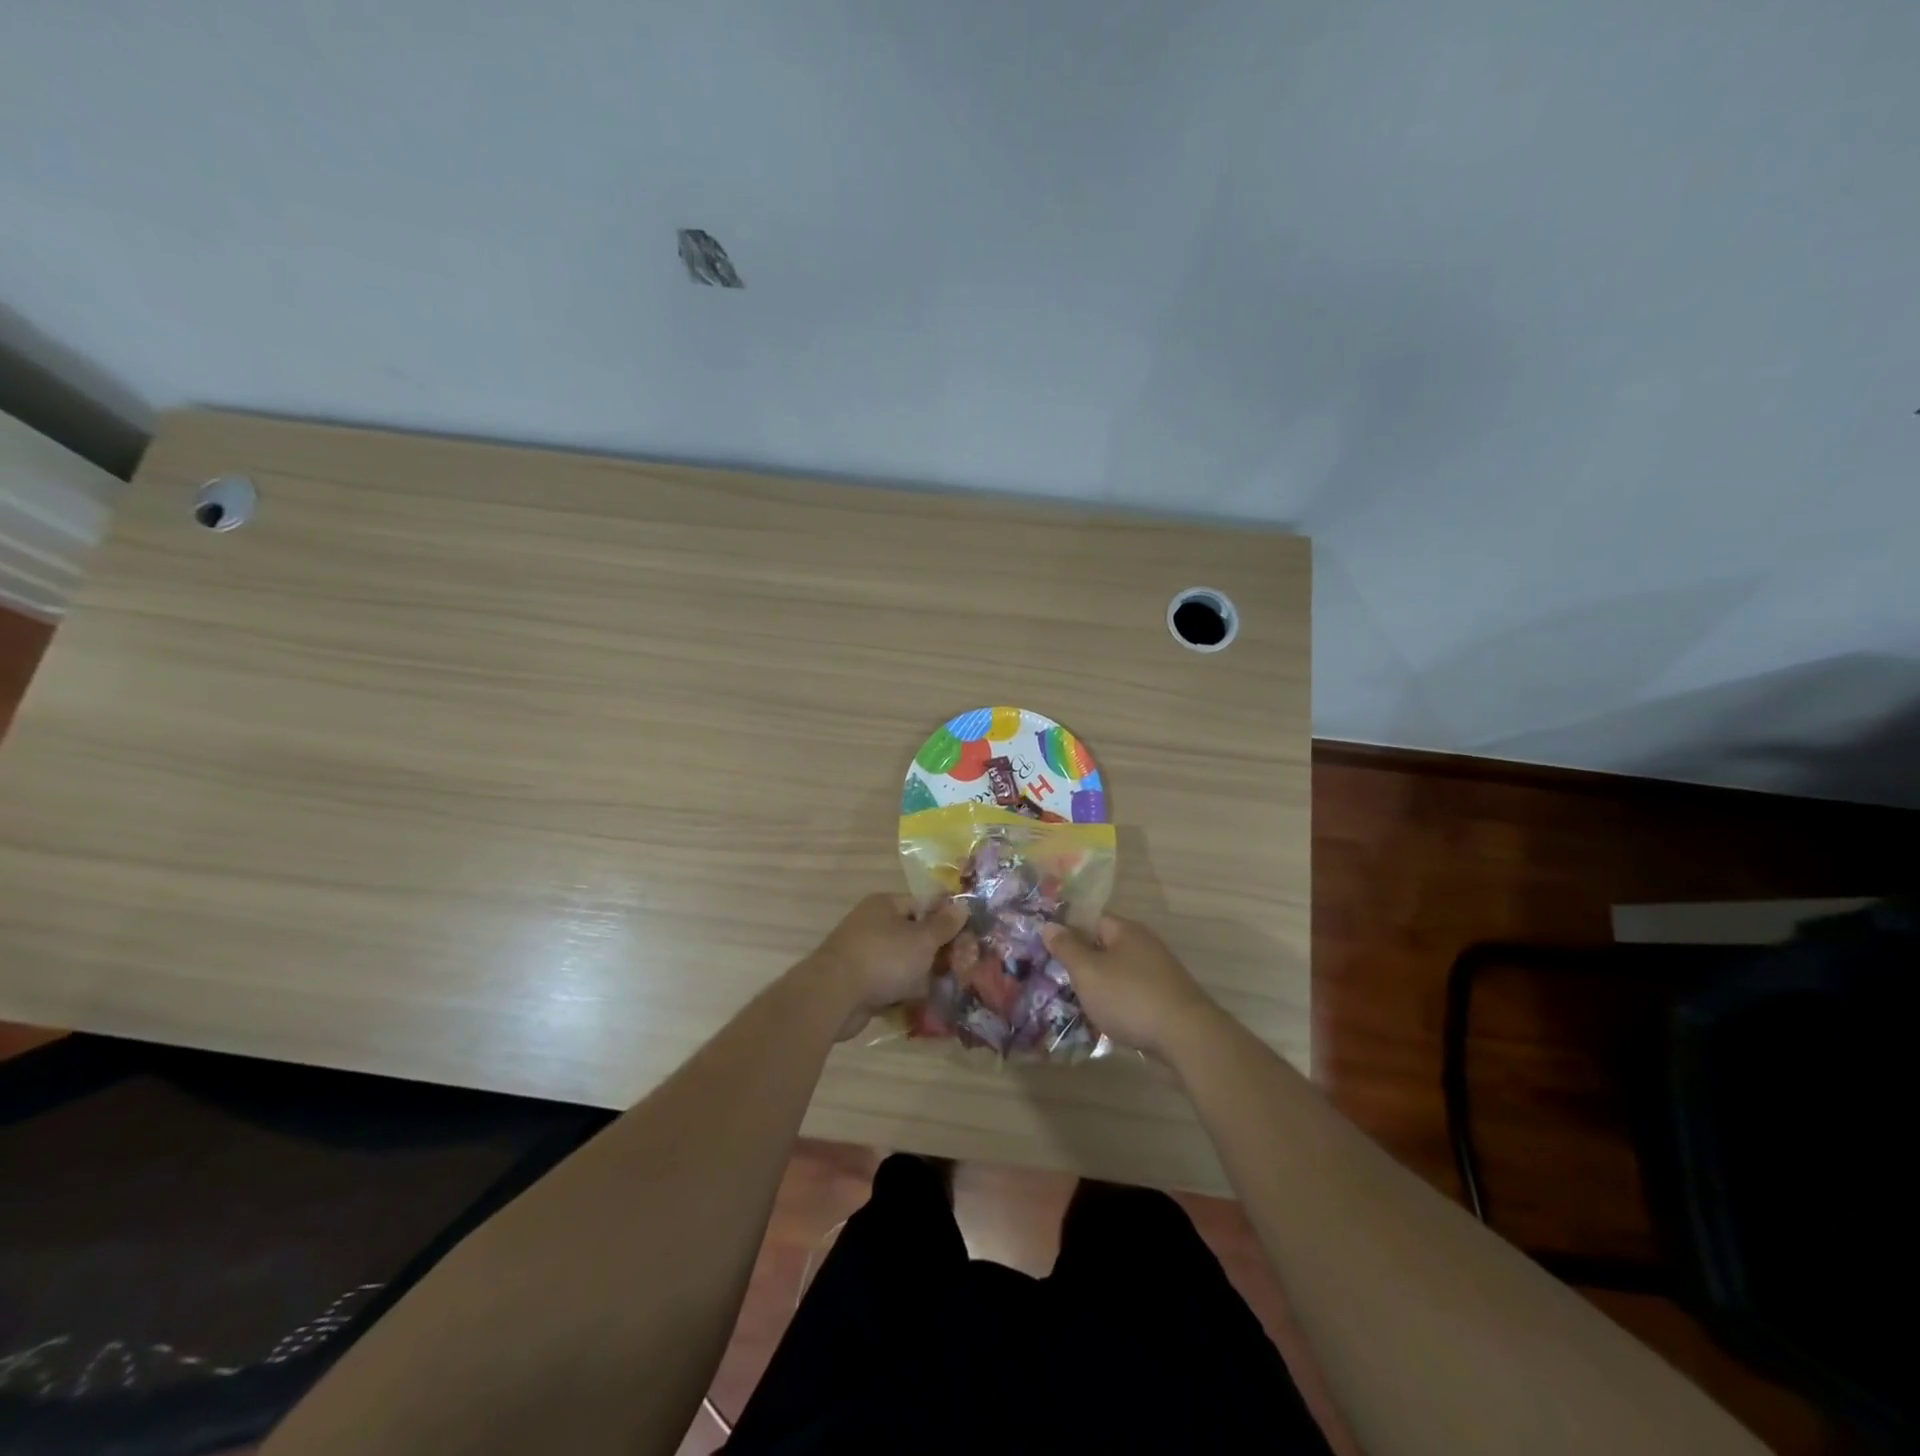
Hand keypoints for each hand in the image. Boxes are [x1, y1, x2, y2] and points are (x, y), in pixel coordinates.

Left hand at [809, 894, 966, 1037]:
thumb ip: (943, 925)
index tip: (967, 936)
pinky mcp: (858, 983)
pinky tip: (924, 1004)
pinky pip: (889, 984)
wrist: (833, 996)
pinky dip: (904, 992)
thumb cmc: (883, 958)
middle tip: (962, 967)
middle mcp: (872, 924)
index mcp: (884, 905)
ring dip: (922, 975)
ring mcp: (863, 954)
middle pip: (913, 935)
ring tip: (949, 989)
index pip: (922, 905)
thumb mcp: (922, 940)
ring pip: (902, 962)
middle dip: (937, 952)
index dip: (945, 919)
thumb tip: (962, 906)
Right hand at [1041, 916, 1220, 1060]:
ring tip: (1076, 1002)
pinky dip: (1117, 1003)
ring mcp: (1159, 973)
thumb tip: (1050, 925)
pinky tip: (1105, 1019)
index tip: (1048, 949)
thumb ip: (1067, 948)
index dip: (1069, 931)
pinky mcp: (1166, 999)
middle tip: (1057, 978)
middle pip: (1105, 946)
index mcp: (1126, 930)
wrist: (1186, 1038)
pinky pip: (1132, 994)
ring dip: (1100, 985)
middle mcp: (1145, 945)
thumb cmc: (1130, 997)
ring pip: (1119, 973)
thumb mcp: (1088, 971)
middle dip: (1083, 962)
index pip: (1091, 919)